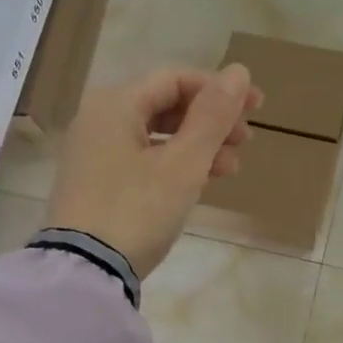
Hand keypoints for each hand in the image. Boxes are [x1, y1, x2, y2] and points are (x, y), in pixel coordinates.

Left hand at [47, 64, 261, 279]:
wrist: (85, 271)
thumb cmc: (137, 210)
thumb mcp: (184, 163)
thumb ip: (213, 116)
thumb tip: (239, 71)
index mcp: (116, 103)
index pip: (176, 79)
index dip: (220, 90)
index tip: (257, 107)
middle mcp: (99, 119)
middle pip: (165, 105)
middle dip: (210, 121)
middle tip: (246, 142)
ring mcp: (94, 153)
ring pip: (156, 135)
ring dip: (197, 146)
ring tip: (230, 169)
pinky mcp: (96, 184)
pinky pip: (142, 159)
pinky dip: (174, 165)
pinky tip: (198, 183)